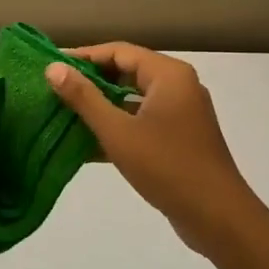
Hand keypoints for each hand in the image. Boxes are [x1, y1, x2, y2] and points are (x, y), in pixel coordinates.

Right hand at [45, 43, 254, 256]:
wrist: (217, 217)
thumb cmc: (166, 166)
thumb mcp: (117, 131)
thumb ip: (84, 98)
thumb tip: (53, 68)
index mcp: (168, 75)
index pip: (119, 51)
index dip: (83, 56)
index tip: (51, 66)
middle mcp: (179, 87)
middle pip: (127, 72)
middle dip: (91, 82)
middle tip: (55, 90)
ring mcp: (182, 114)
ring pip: (133, 100)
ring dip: (101, 107)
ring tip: (64, 114)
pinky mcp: (180, 139)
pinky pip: (142, 122)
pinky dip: (117, 127)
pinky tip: (86, 143)